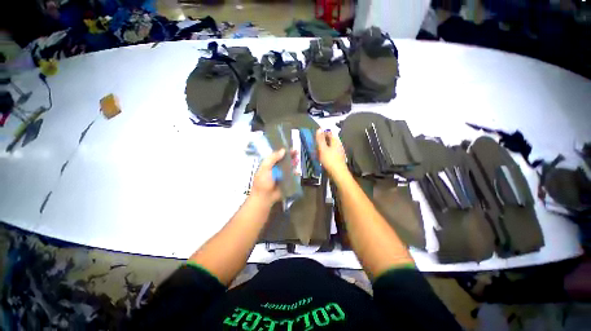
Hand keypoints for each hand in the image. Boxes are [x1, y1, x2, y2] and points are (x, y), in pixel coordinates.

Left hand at [251, 149, 298, 203]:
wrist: (265, 197)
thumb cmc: (263, 181)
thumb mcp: (265, 167)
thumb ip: (273, 158)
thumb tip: (283, 150)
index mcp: (269, 164)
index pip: (277, 155)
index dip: (284, 151)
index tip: (290, 148)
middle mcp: (276, 169)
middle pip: (285, 161)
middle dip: (291, 157)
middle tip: (297, 153)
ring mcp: (281, 175)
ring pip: (289, 167)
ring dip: (294, 164)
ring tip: (298, 160)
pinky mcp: (286, 182)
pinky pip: (292, 176)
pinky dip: (295, 174)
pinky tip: (297, 172)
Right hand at [316, 129, 346, 175]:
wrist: (338, 173)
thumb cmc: (330, 160)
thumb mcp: (323, 149)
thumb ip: (320, 139)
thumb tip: (319, 129)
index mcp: (336, 141)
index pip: (330, 133)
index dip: (323, 132)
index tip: (316, 135)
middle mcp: (339, 145)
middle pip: (331, 139)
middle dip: (323, 140)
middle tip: (316, 142)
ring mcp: (339, 152)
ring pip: (331, 146)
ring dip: (324, 146)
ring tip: (317, 149)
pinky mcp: (338, 158)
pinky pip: (331, 152)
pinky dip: (326, 152)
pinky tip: (323, 156)